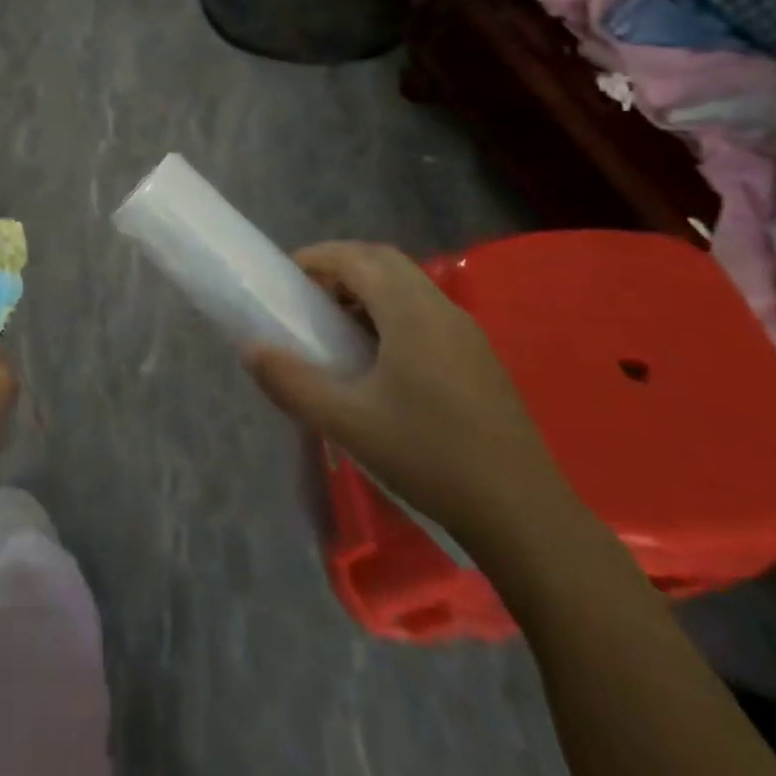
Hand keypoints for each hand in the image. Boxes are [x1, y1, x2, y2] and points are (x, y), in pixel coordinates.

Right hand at [245, 242, 570, 547]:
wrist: (524, 517)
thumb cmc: (430, 458)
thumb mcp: (348, 423)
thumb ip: (292, 383)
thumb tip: (251, 350)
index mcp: (410, 312)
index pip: (357, 258)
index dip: (317, 258)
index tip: (286, 278)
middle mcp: (441, 309)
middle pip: (384, 262)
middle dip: (342, 268)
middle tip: (309, 298)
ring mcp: (467, 334)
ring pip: (409, 286)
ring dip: (368, 290)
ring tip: (338, 327)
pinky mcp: (479, 359)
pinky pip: (426, 312)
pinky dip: (393, 313)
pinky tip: (380, 360)